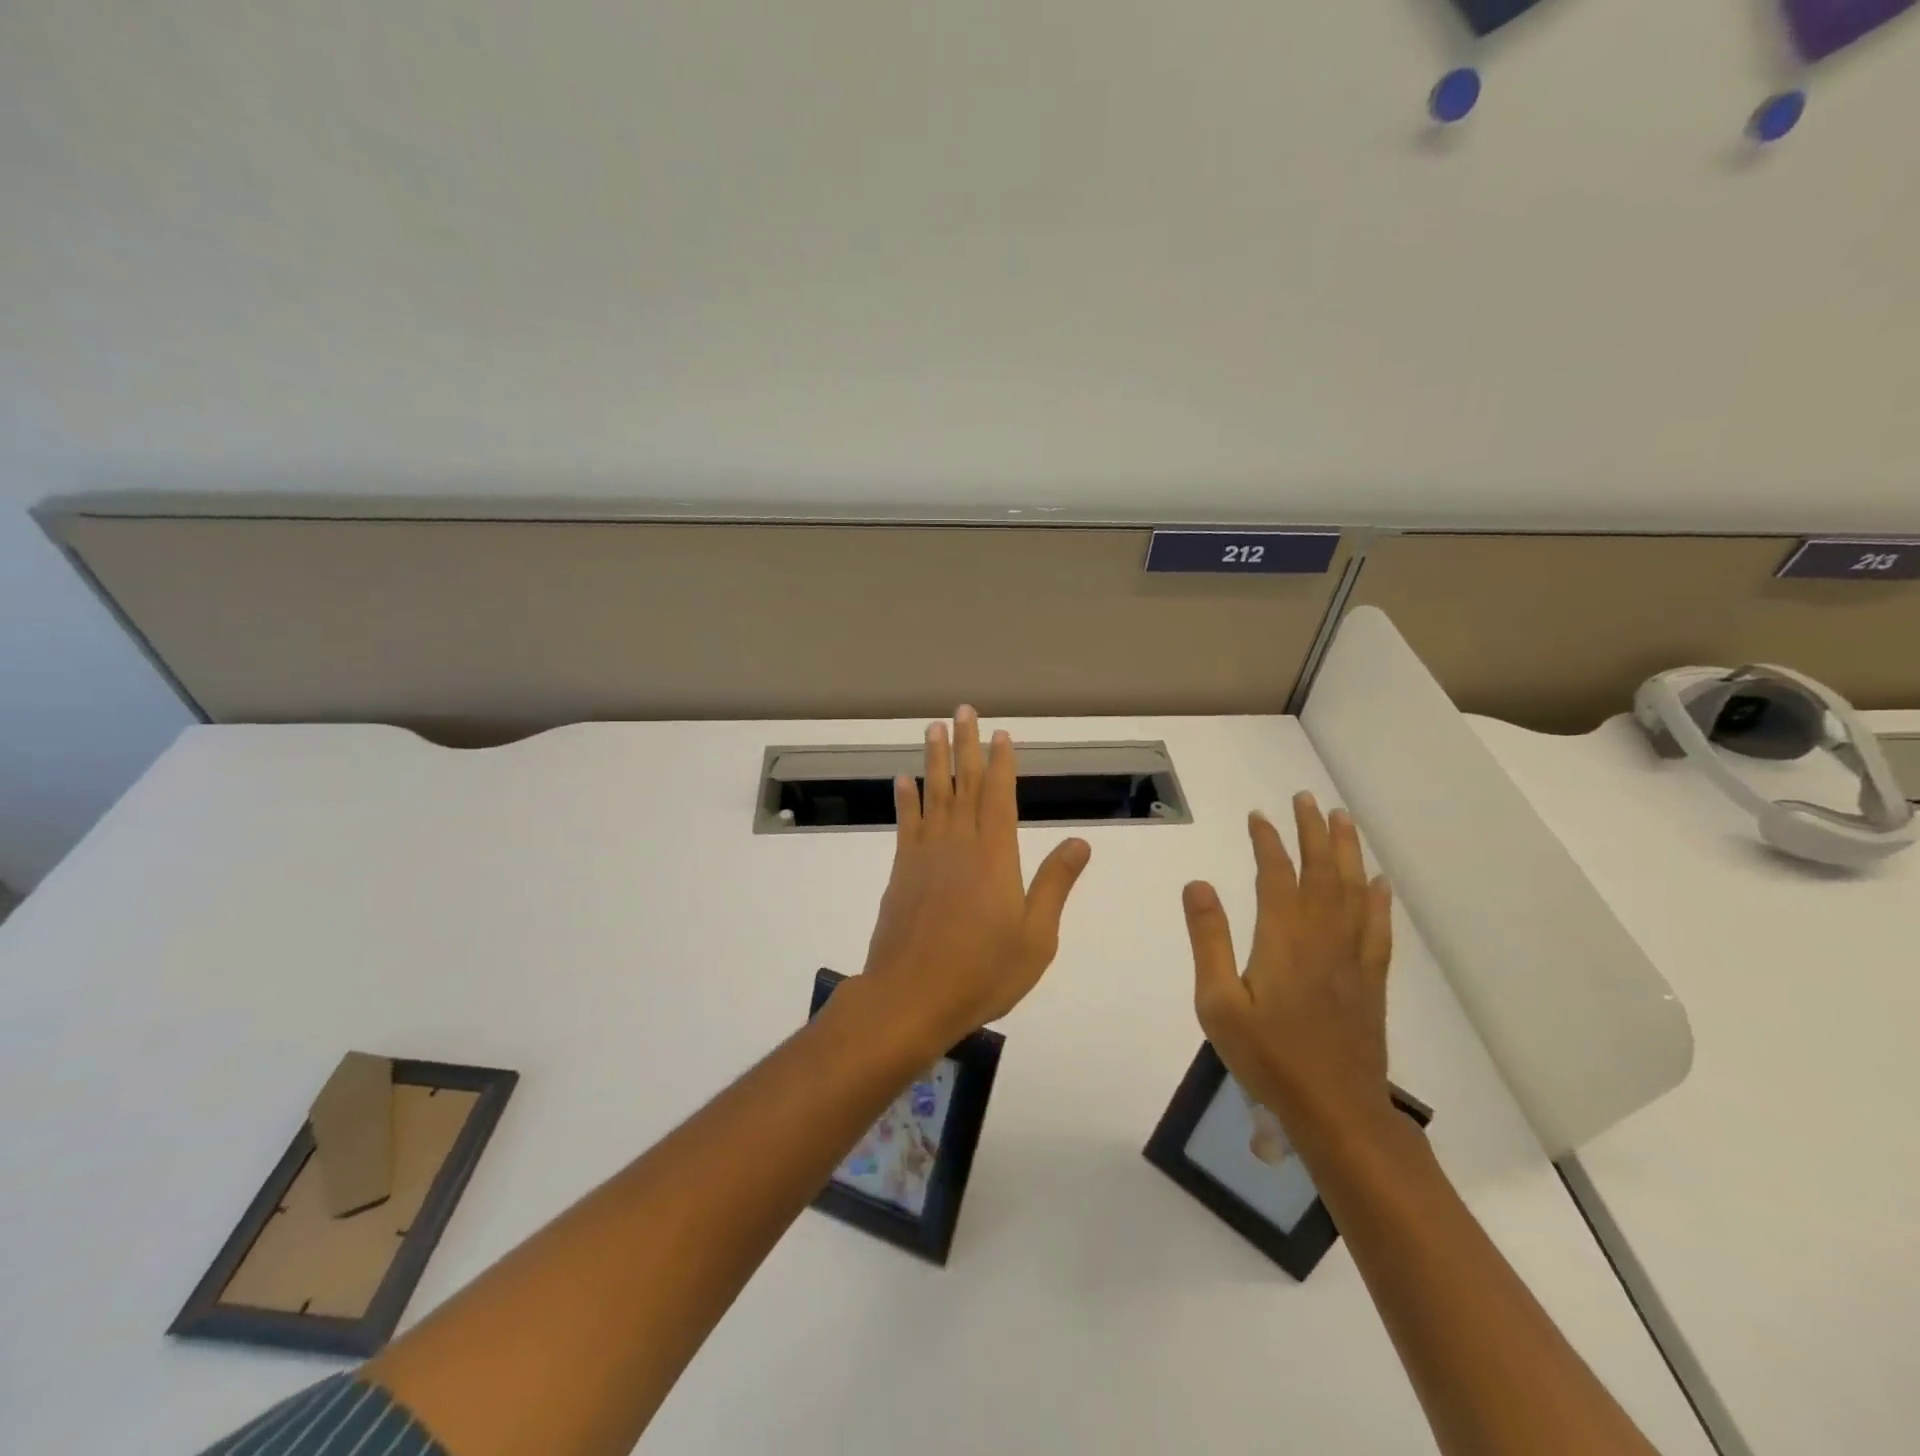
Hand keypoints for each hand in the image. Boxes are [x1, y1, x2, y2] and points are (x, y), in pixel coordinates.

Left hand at [859, 707, 1091, 1053]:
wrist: (912, 996)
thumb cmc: (982, 971)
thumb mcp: (1036, 936)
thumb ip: (1055, 884)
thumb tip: (1081, 842)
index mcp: (996, 856)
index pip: (1000, 796)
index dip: (1001, 763)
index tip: (1001, 734)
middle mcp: (960, 844)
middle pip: (965, 784)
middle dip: (966, 745)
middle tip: (963, 711)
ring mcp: (926, 855)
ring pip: (933, 795)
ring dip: (934, 760)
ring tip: (933, 728)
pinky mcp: (902, 871)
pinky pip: (906, 824)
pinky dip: (905, 799)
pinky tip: (903, 780)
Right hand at [1181, 793, 1394, 1146]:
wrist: (1335, 1110)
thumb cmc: (1267, 1056)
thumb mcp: (1217, 1002)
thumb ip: (1208, 939)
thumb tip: (1198, 884)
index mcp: (1283, 938)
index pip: (1276, 874)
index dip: (1268, 841)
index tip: (1258, 816)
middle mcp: (1322, 936)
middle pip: (1321, 871)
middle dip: (1313, 831)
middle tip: (1306, 798)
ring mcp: (1352, 957)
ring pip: (1353, 890)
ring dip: (1347, 851)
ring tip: (1343, 819)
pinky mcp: (1371, 980)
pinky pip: (1378, 927)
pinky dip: (1378, 898)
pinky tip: (1379, 882)